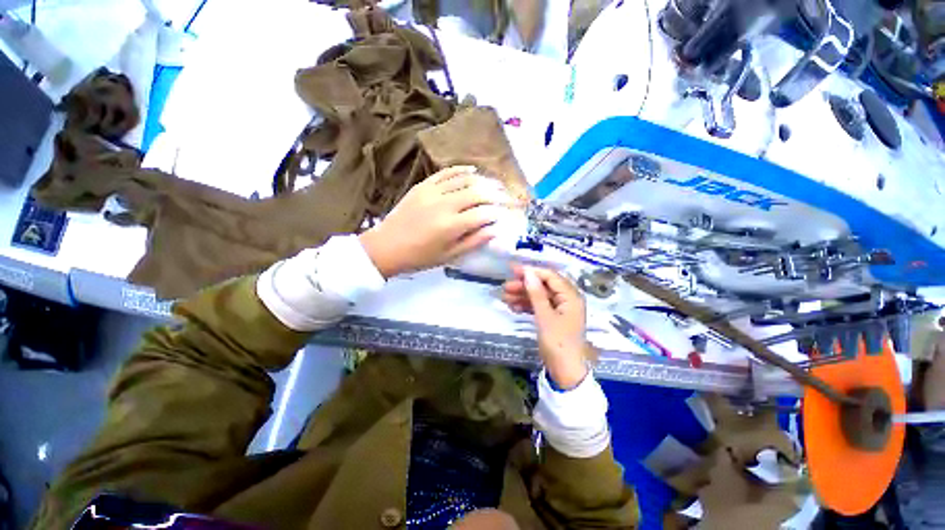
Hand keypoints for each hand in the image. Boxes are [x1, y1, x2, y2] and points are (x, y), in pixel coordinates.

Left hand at [359, 166, 510, 277]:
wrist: (386, 247)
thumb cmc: (420, 257)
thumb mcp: (449, 255)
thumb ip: (473, 241)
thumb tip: (494, 230)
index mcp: (451, 226)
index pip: (483, 214)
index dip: (497, 213)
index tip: (506, 214)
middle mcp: (444, 205)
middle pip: (477, 193)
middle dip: (496, 194)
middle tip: (506, 197)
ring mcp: (432, 192)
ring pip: (464, 180)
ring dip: (483, 181)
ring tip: (495, 185)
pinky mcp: (422, 186)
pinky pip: (445, 173)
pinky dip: (461, 170)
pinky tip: (473, 170)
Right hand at [501, 265, 589, 388]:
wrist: (565, 372)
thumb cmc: (558, 343)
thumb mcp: (545, 317)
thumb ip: (536, 294)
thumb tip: (528, 273)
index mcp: (571, 296)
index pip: (551, 276)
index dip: (532, 272)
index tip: (514, 270)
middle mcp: (567, 300)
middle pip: (544, 286)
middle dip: (524, 286)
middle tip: (506, 287)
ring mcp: (559, 309)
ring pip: (539, 296)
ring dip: (523, 296)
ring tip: (505, 297)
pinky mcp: (553, 318)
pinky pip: (539, 307)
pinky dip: (526, 306)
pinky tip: (513, 307)